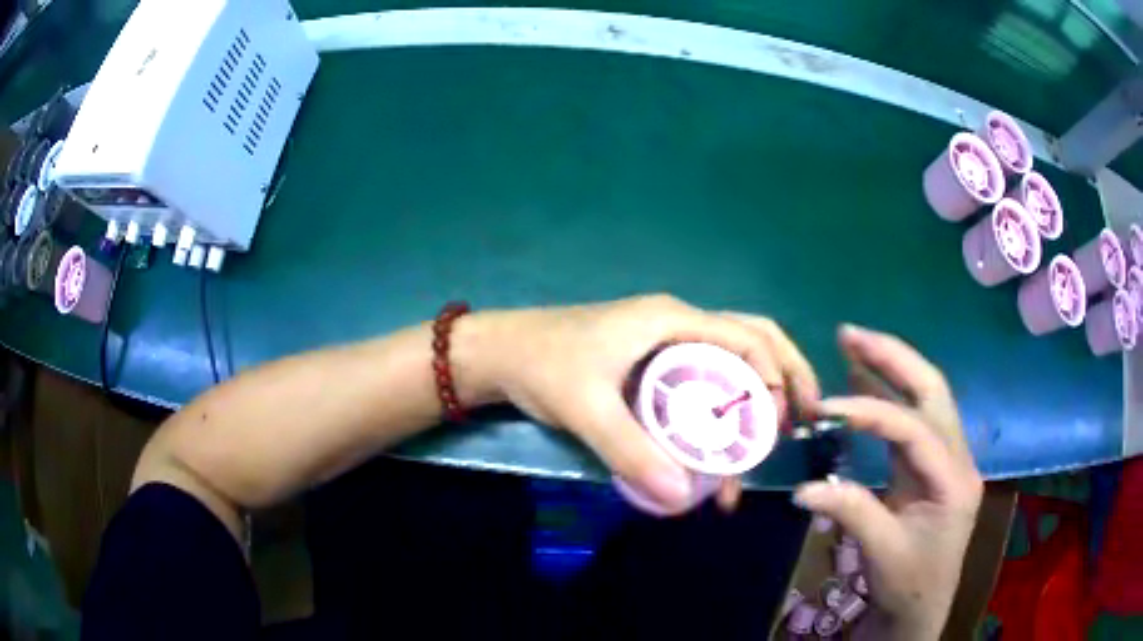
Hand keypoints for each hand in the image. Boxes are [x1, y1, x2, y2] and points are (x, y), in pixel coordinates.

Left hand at [481, 295, 818, 512]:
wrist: (498, 354)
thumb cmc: (542, 366)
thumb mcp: (586, 408)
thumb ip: (631, 452)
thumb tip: (683, 498)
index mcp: (672, 320)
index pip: (747, 338)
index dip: (776, 377)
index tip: (781, 425)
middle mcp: (678, 324)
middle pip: (752, 340)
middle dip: (784, 377)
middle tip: (799, 422)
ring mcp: (665, 342)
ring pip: (729, 361)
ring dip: (754, 395)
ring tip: (766, 441)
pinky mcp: (651, 362)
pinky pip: (702, 378)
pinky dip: (722, 405)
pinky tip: (721, 440)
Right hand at [792, 325, 981, 639]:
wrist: (922, 606)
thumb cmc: (909, 583)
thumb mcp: (882, 552)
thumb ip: (851, 512)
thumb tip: (802, 488)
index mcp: (953, 480)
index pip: (913, 430)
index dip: (870, 412)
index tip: (826, 407)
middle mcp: (958, 457)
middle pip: (932, 391)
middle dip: (892, 358)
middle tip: (849, 334)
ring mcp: (948, 457)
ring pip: (926, 397)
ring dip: (891, 366)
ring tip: (853, 342)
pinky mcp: (933, 463)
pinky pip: (913, 418)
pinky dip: (889, 394)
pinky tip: (865, 378)